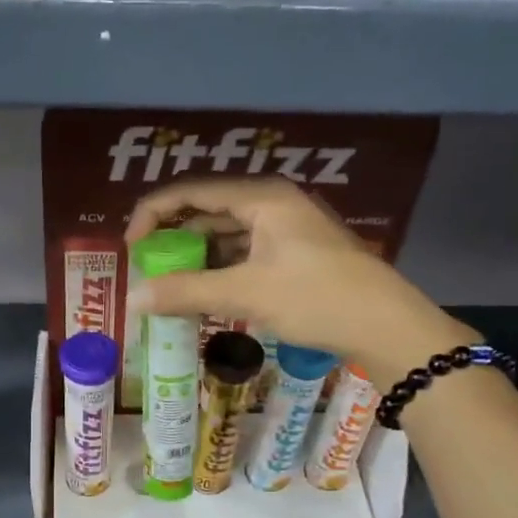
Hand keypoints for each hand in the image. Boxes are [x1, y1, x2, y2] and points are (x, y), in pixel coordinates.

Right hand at [125, 178, 473, 386]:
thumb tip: (133, 300)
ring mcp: (287, 229)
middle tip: (148, 270)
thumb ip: (187, 292)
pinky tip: (206, 293)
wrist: (385, 325)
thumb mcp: (246, 293)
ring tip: (170, 286)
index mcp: (261, 198)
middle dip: (174, 238)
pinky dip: (221, 270)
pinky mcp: (296, 254)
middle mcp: (273, 203)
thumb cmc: (316, 298)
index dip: (153, 214)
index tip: (132, 249)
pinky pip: (245, 253)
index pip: (191, 191)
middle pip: (208, 210)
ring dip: (197, 258)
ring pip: (227, 235)